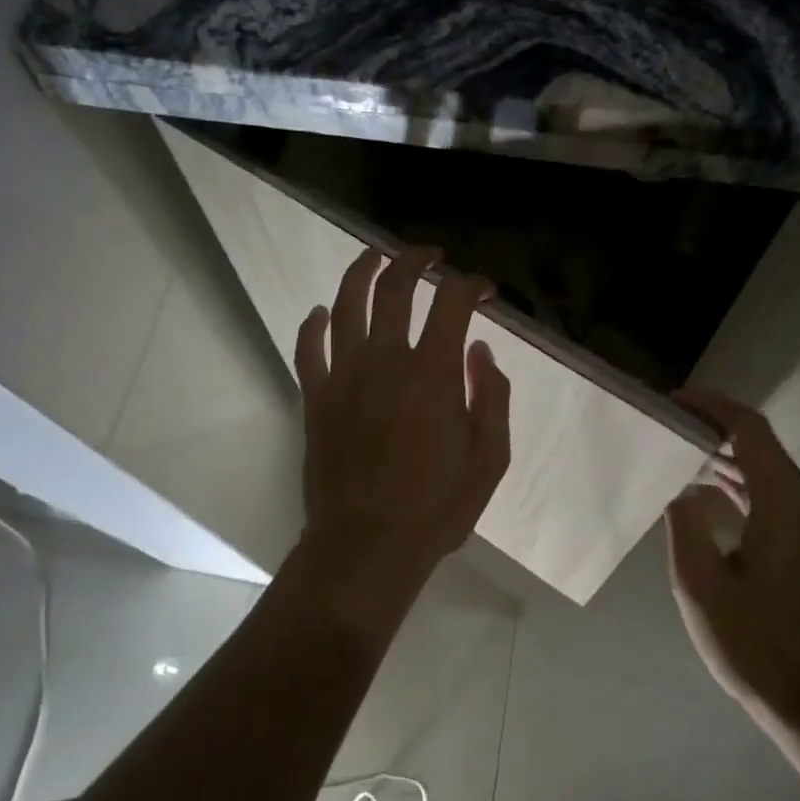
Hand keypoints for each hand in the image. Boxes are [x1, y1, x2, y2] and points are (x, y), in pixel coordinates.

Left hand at [289, 246, 511, 615]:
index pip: (452, 302)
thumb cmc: (437, 507)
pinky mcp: (315, 397)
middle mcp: (385, 360)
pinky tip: (321, 313)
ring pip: (346, 303)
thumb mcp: (490, 458)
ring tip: (374, 257)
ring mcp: (343, 375)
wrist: (367, 544)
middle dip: (414, 260)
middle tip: (429, 255)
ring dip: (361, 271)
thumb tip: (480, 352)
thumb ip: (491, 396)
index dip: (472, 285)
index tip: (484, 290)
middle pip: (394, 287)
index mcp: (433, 372)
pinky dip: (314, 324)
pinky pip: (308, 347)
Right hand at [664, 387, 799, 733]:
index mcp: (785, 507)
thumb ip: (685, 524)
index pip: (751, 432)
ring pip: (770, 470)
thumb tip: (682, 488)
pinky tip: (709, 489)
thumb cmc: (752, 645)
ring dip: (728, 456)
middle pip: (763, 445)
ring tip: (680, 450)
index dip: (713, 407)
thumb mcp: (698, 585)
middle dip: (716, 428)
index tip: (675, 400)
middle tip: (668, 425)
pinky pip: (777, 495)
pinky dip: (744, 483)